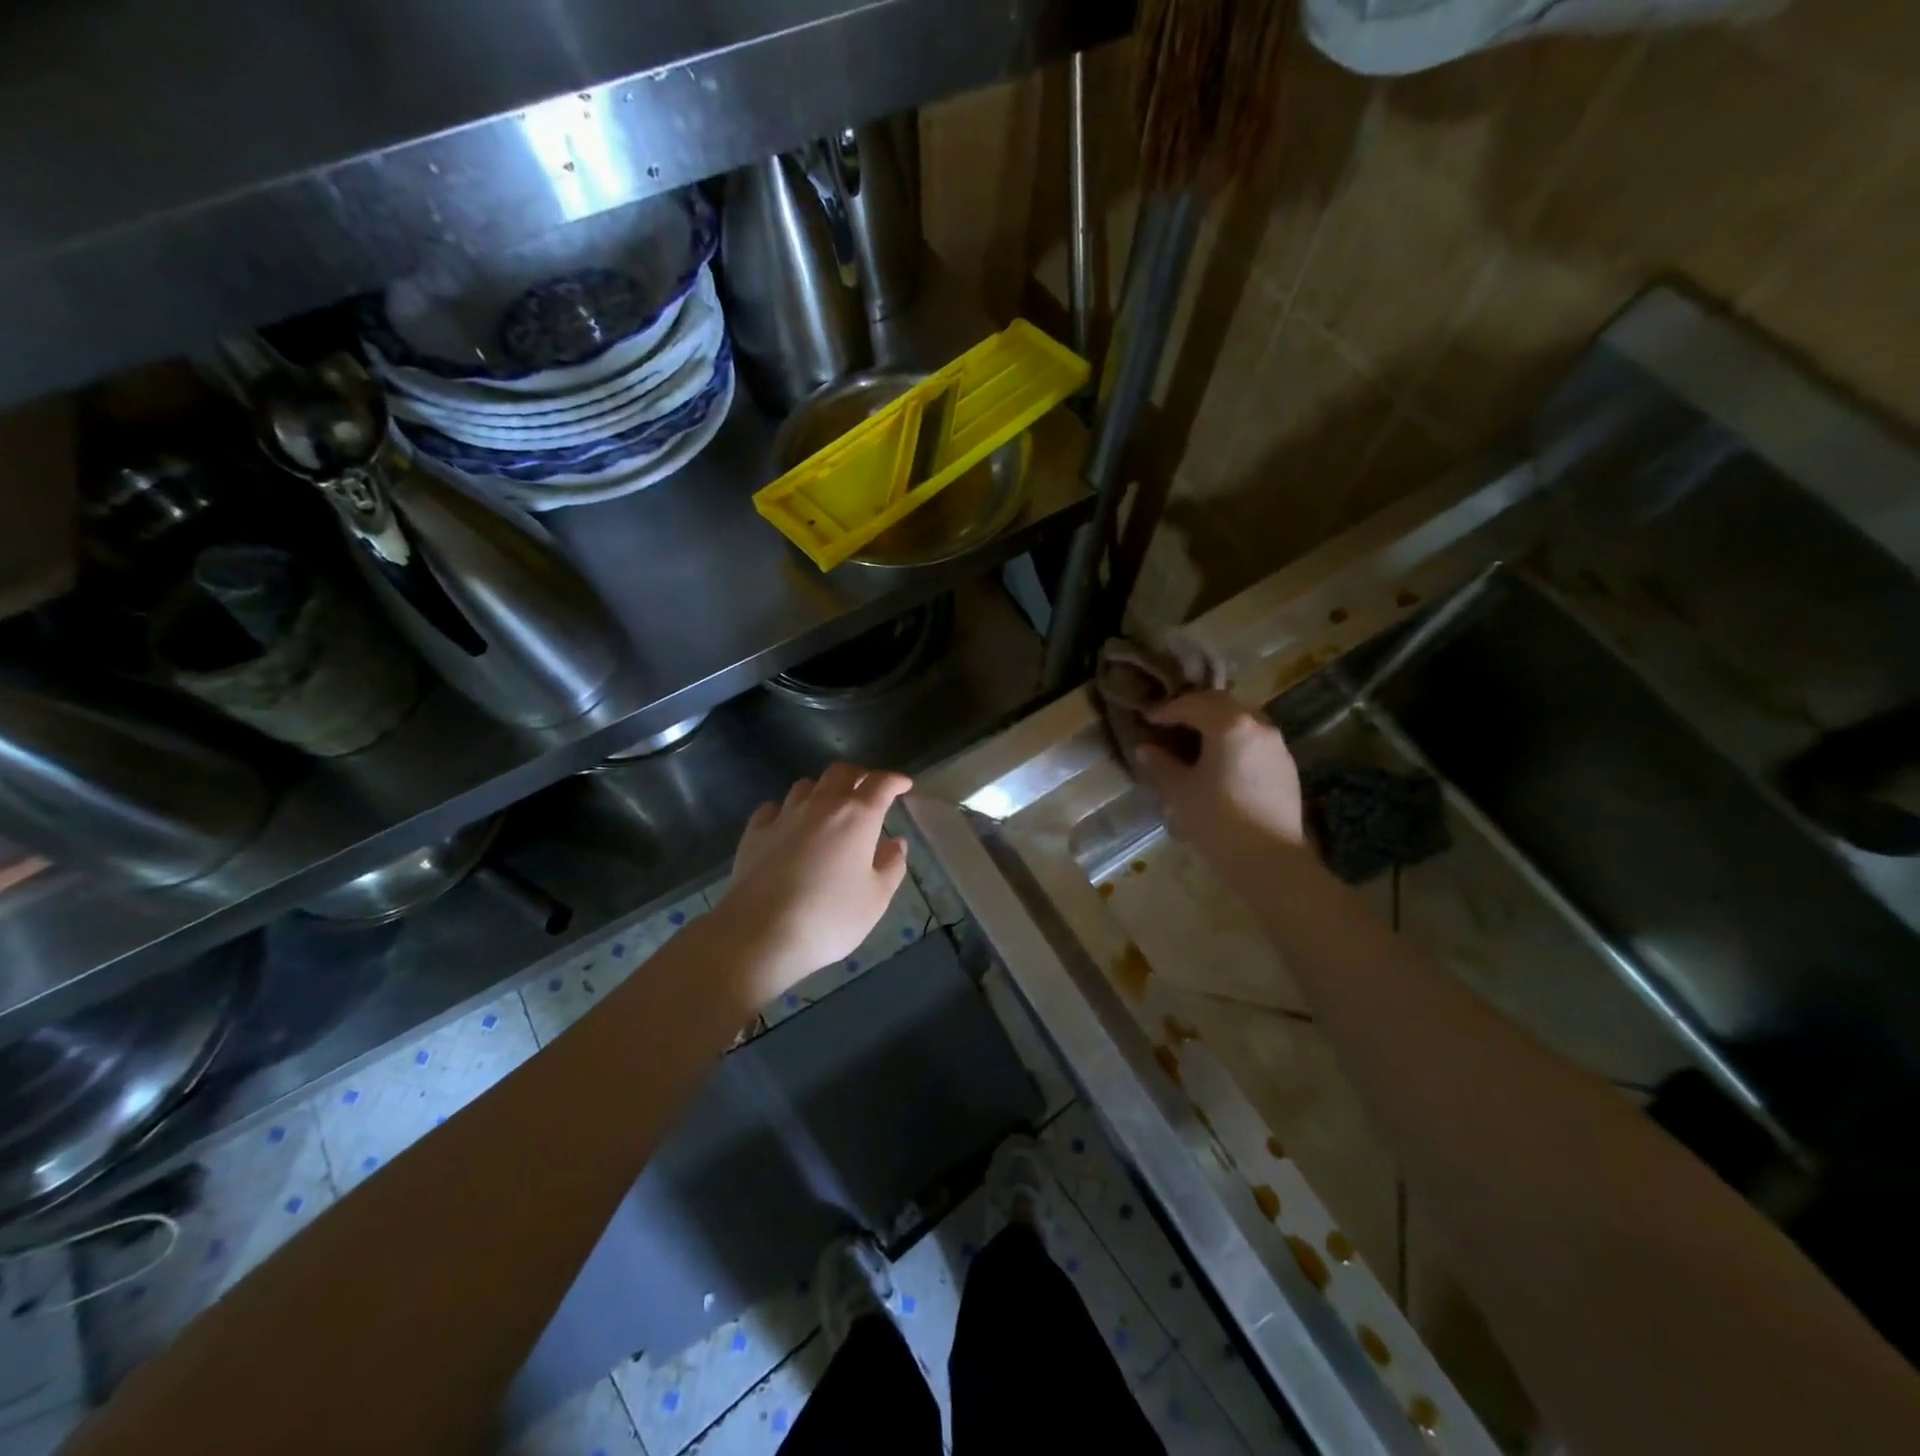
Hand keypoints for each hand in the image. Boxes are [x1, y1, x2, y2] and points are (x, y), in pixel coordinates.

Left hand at [720, 762, 911, 1002]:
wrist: (760, 934)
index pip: (881, 784)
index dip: (895, 780)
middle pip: (841, 773)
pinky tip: (789, 824)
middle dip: (859, 776)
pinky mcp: (755, 833)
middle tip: (868, 791)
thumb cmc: (829, 918)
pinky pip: (774, 807)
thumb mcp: (876, 899)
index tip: (904, 785)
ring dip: (823, 789)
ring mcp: (784, 816)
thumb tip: (897, 842)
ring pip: (806, 785)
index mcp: (857, 817)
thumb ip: (891, 865)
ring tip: (829, 807)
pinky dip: (787, 809)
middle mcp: (821, 806)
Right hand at [1134, 691, 1304, 860]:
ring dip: (1216, 724)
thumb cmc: (1217, 820)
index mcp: (1229, 724)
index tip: (1149, 720)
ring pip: (1241, 721)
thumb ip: (1160, 764)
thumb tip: (1145, 749)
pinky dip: (1234, 741)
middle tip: (1170, 724)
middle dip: (1193, 710)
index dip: (1167, 711)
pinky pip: (1254, 741)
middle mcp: (1257, 725)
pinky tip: (1221, 764)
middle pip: (1221, 705)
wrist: (1269, 861)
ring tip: (1195, 743)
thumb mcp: (1179, 792)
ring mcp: (1277, 745)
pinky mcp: (1286, 767)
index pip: (1192, 705)